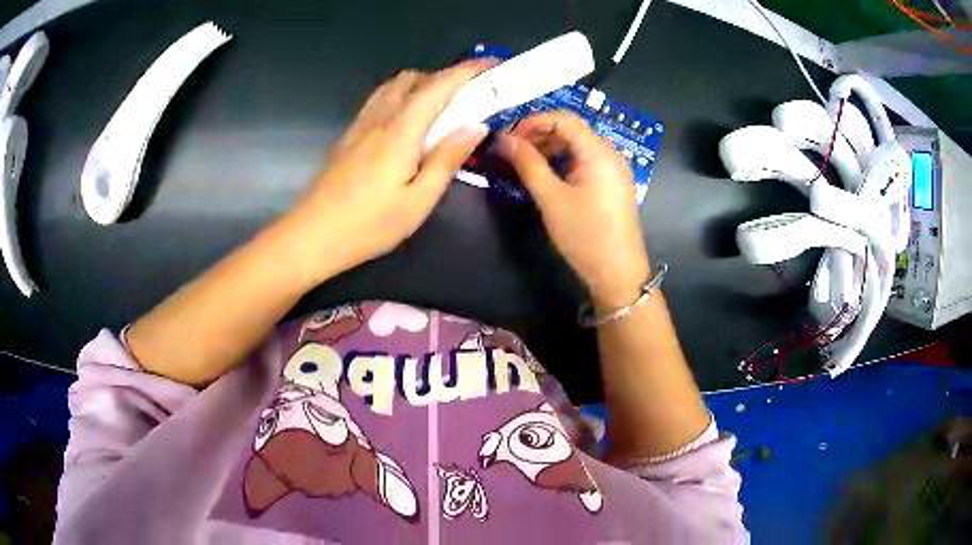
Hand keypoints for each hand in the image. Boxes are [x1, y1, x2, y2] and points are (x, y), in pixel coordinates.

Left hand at [287, 59, 496, 280]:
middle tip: (469, 100)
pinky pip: (380, 100)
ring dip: (422, 85)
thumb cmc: (368, 226)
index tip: (493, 65)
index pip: (439, 86)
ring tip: (441, 110)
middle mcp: (380, 118)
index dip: (468, 70)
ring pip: (394, 86)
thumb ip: (447, 159)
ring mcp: (361, 124)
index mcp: (401, 131)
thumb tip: (476, 126)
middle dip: (446, 78)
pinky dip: (402, 96)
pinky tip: (409, 123)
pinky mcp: (350, 135)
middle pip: (415, 78)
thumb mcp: (418, 202)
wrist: (312, 236)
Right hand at [494, 112, 649, 307]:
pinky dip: (562, 162)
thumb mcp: (551, 198)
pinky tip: (545, 176)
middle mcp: (609, 153)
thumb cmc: (585, 235)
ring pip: (577, 146)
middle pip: (571, 130)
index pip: (563, 119)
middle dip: (539, 135)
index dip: (532, 121)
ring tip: (523, 164)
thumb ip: (527, 163)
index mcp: (598, 151)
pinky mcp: (611, 184)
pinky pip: (584, 162)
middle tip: (511, 151)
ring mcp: (613, 169)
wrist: (618, 273)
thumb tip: (503, 139)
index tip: (507, 137)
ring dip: (549, 149)